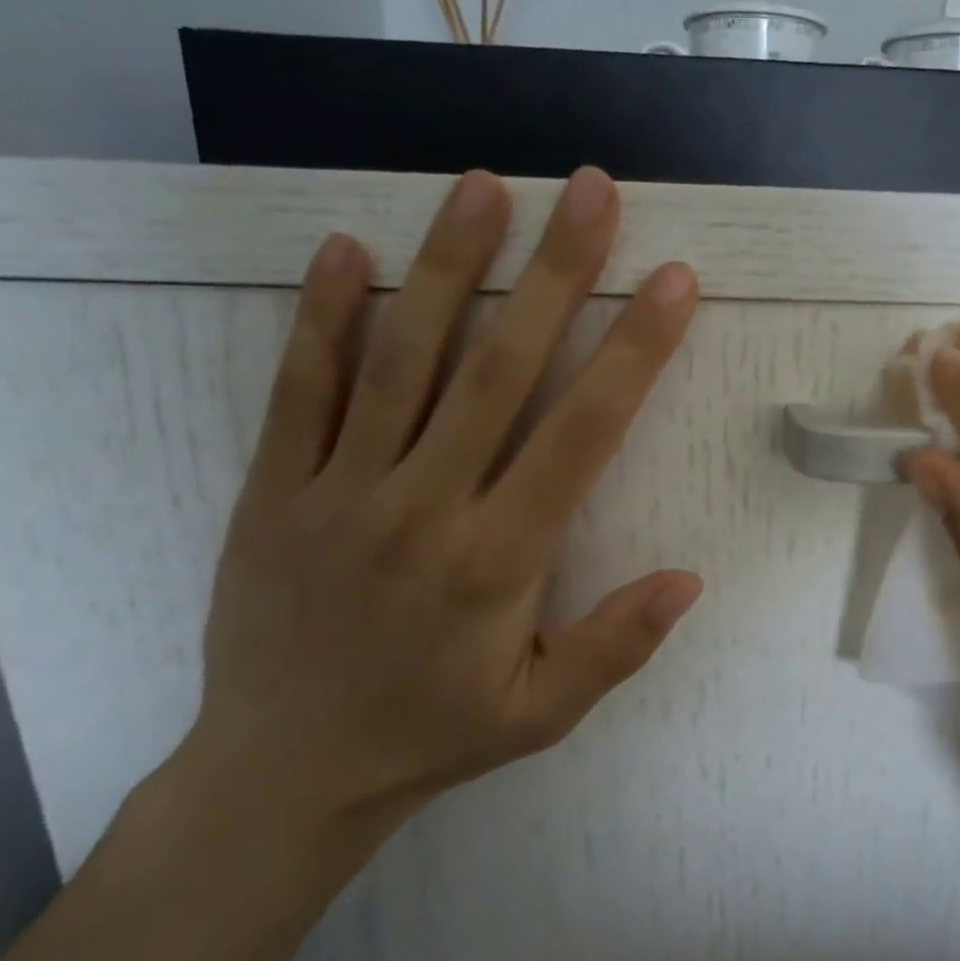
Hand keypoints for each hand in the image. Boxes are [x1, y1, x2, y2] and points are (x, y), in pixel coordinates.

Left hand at [182, 167, 702, 852]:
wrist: (283, 774)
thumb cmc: (431, 735)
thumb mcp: (541, 714)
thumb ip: (615, 646)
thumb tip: (688, 578)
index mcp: (498, 561)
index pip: (581, 434)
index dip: (633, 351)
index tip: (671, 281)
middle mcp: (424, 509)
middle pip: (498, 371)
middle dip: (553, 274)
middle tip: (590, 190)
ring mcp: (338, 493)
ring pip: (401, 362)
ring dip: (448, 267)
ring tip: (482, 186)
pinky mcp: (271, 492)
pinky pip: (297, 392)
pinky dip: (323, 318)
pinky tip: (348, 249)